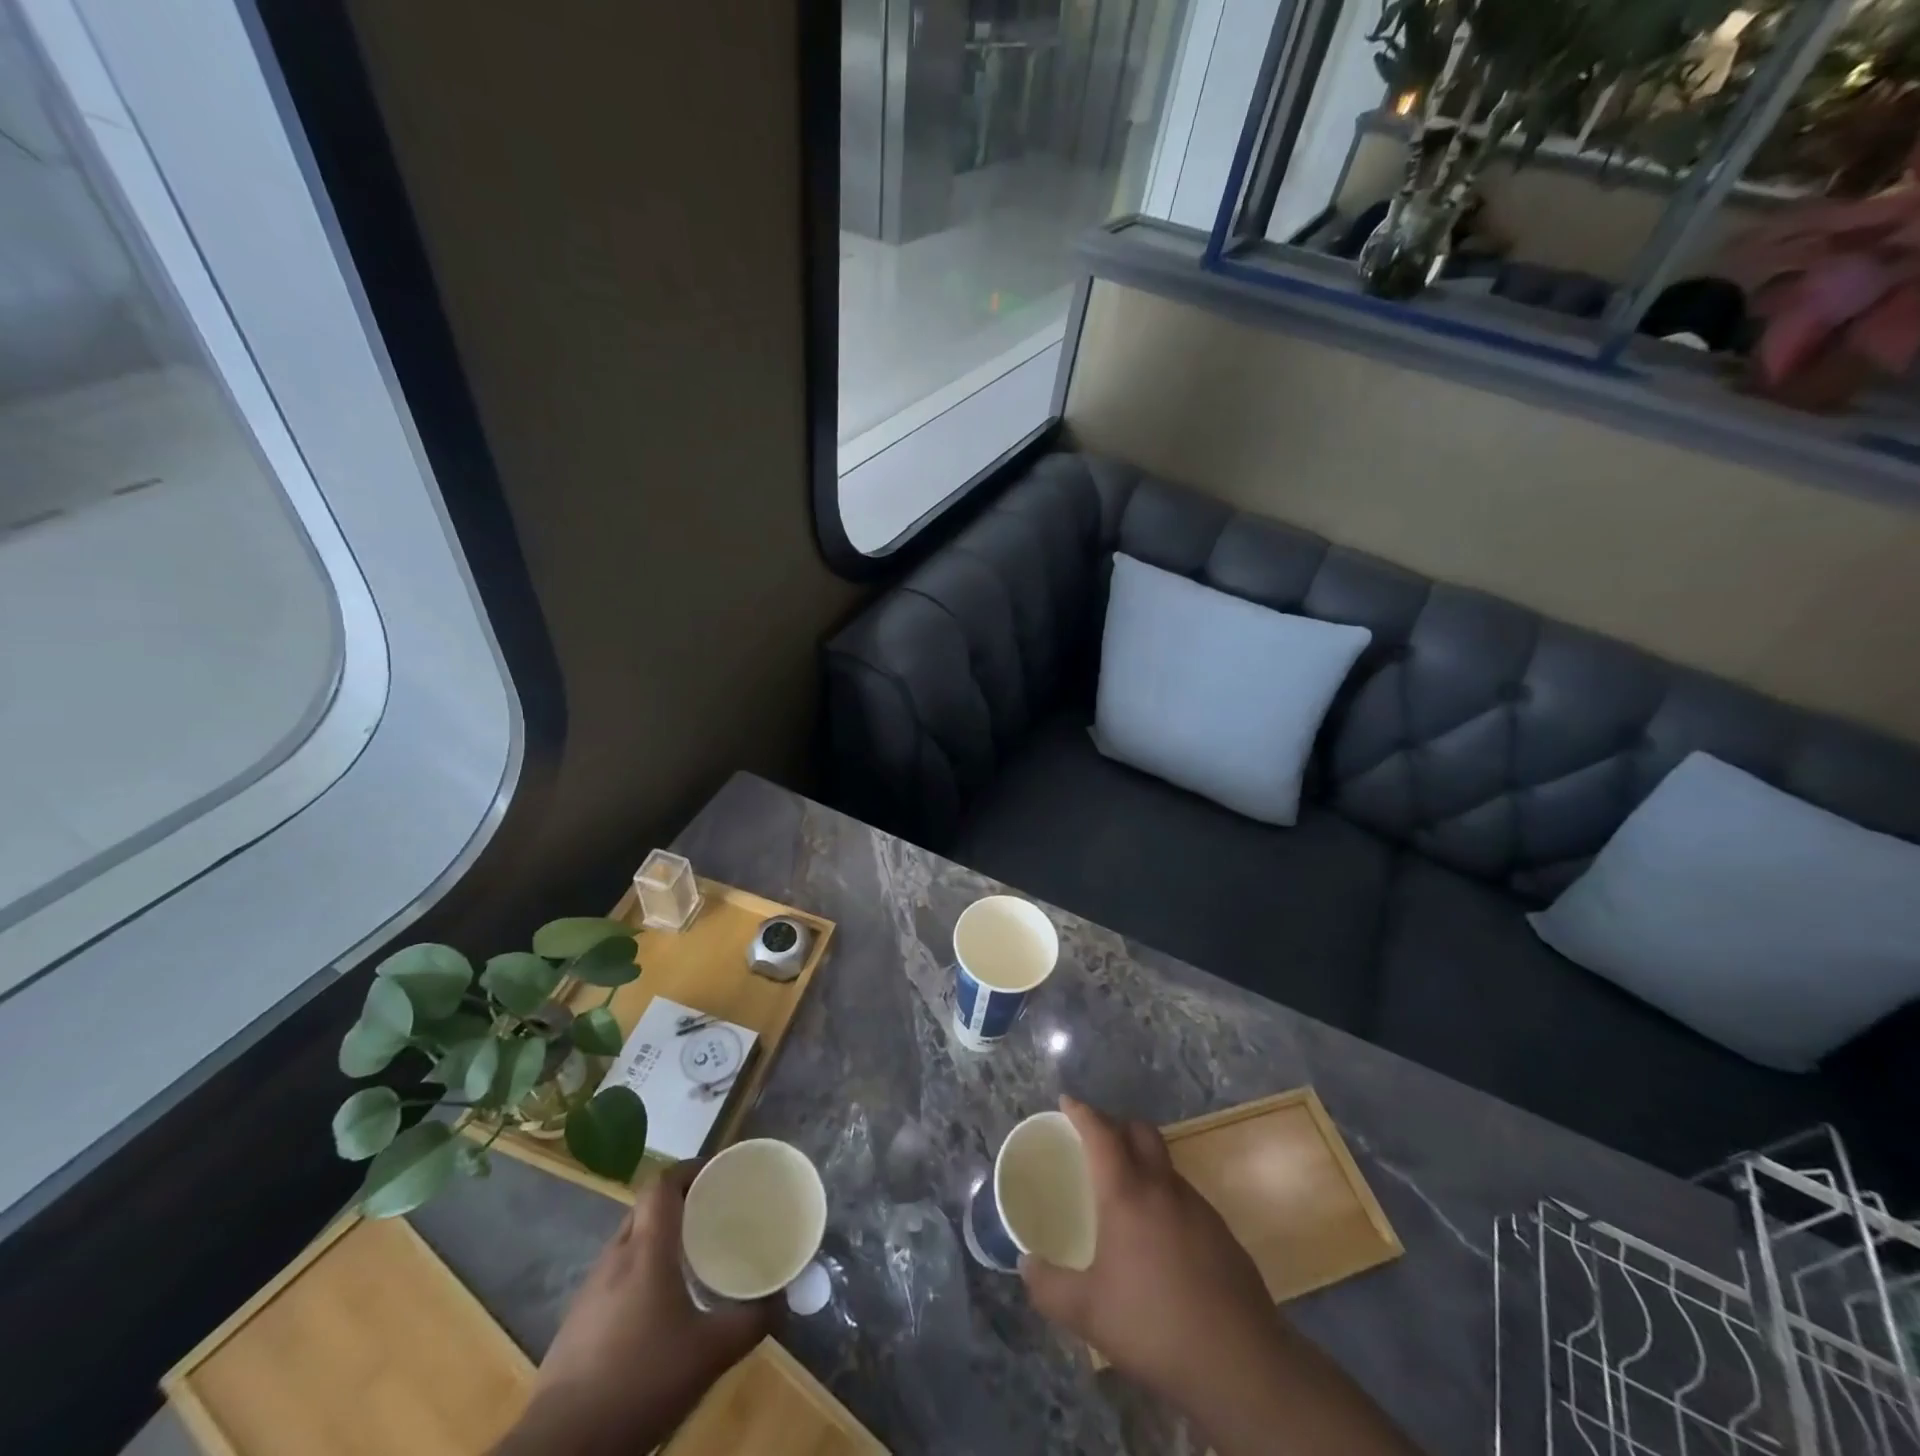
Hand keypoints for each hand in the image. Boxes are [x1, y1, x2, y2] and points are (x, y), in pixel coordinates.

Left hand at [494, 1162, 773, 1455]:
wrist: (561, 1447)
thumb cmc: (640, 1381)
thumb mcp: (709, 1354)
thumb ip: (751, 1322)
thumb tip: (783, 1302)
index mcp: (646, 1250)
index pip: (662, 1184)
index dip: (689, 1170)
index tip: (718, 1175)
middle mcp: (615, 1258)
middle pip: (645, 1208)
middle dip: (678, 1202)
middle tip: (712, 1214)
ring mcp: (589, 1291)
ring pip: (628, 1242)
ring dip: (658, 1238)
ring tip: (689, 1258)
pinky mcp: (576, 1323)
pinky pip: (614, 1275)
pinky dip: (639, 1272)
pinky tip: (656, 1307)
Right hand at [1018, 1096, 1283, 1405]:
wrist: (1242, 1364)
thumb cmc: (1154, 1326)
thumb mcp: (1087, 1313)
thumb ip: (1048, 1286)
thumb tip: (1025, 1265)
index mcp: (1127, 1194)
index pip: (1102, 1133)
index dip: (1083, 1112)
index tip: (1067, 1101)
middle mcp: (1164, 1188)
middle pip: (1141, 1132)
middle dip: (1117, 1125)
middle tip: (1096, 1141)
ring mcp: (1199, 1208)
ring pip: (1165, 1164)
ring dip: (1143, 1162)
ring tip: (1124, 1193)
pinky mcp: (1222, 1234)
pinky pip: (1185, 1197)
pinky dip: (1164, 1197)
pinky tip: (1158, 1238)